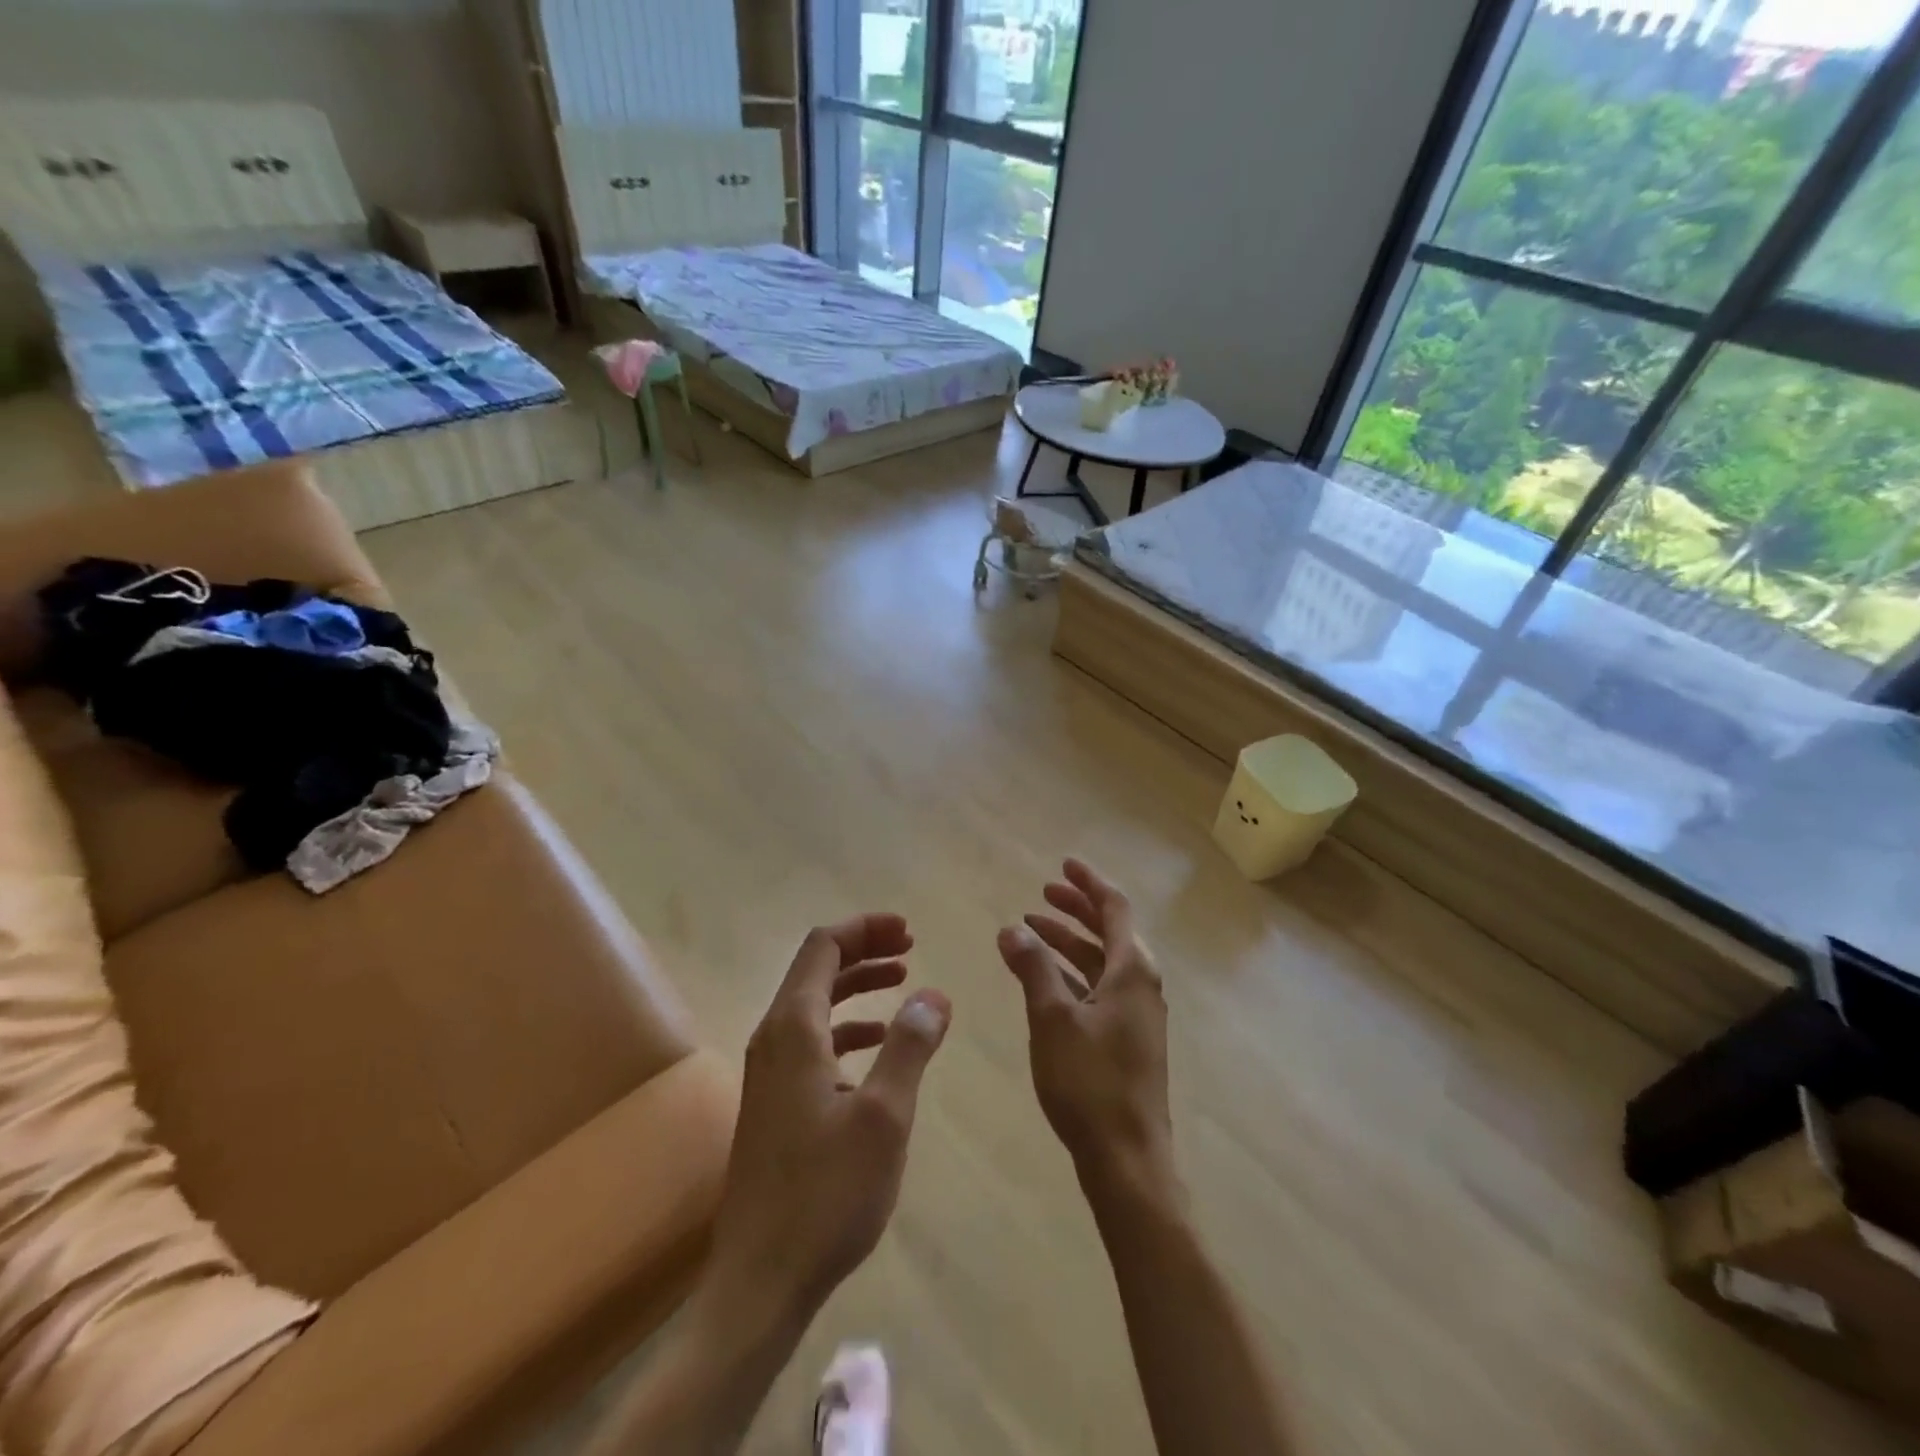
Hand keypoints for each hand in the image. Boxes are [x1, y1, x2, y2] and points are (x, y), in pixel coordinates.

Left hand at [705, 914, 950, 1335]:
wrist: (761, 1279)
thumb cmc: (826, 1193)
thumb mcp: (884, 1116)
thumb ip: (909, 1046)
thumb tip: (934, 994)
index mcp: (793, 1029)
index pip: (823, 947)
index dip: (865, 929)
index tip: (909, 931)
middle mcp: (773, 1038)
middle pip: (817, 968)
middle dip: (864, 950)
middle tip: (911, 948)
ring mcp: (769, 1071)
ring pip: (814, 1004)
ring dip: (857, 985)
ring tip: (903, 982)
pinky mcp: (775, 1101)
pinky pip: (813, 1040)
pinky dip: (847, 1026)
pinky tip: (878, 1044)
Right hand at [998, 860, 1174, 1195]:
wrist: (1128, 1159)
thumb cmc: (1090, 1082)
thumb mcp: (1052, 1018)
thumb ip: (1032, 968)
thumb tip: (1012, 928)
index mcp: (1131, 970)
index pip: (1114, 908)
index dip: (1088, 882)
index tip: (1064, 863)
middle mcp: (1142, 984)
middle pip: (1110, 931)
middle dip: (1076, 908)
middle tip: (1042, 893)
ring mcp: (1138, 1013)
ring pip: (1102, 961)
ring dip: (1070, 941)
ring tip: (1032, 930)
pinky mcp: (1128, 1038)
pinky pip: (1100, 987)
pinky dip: (1074, 972)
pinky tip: (1046, 978)